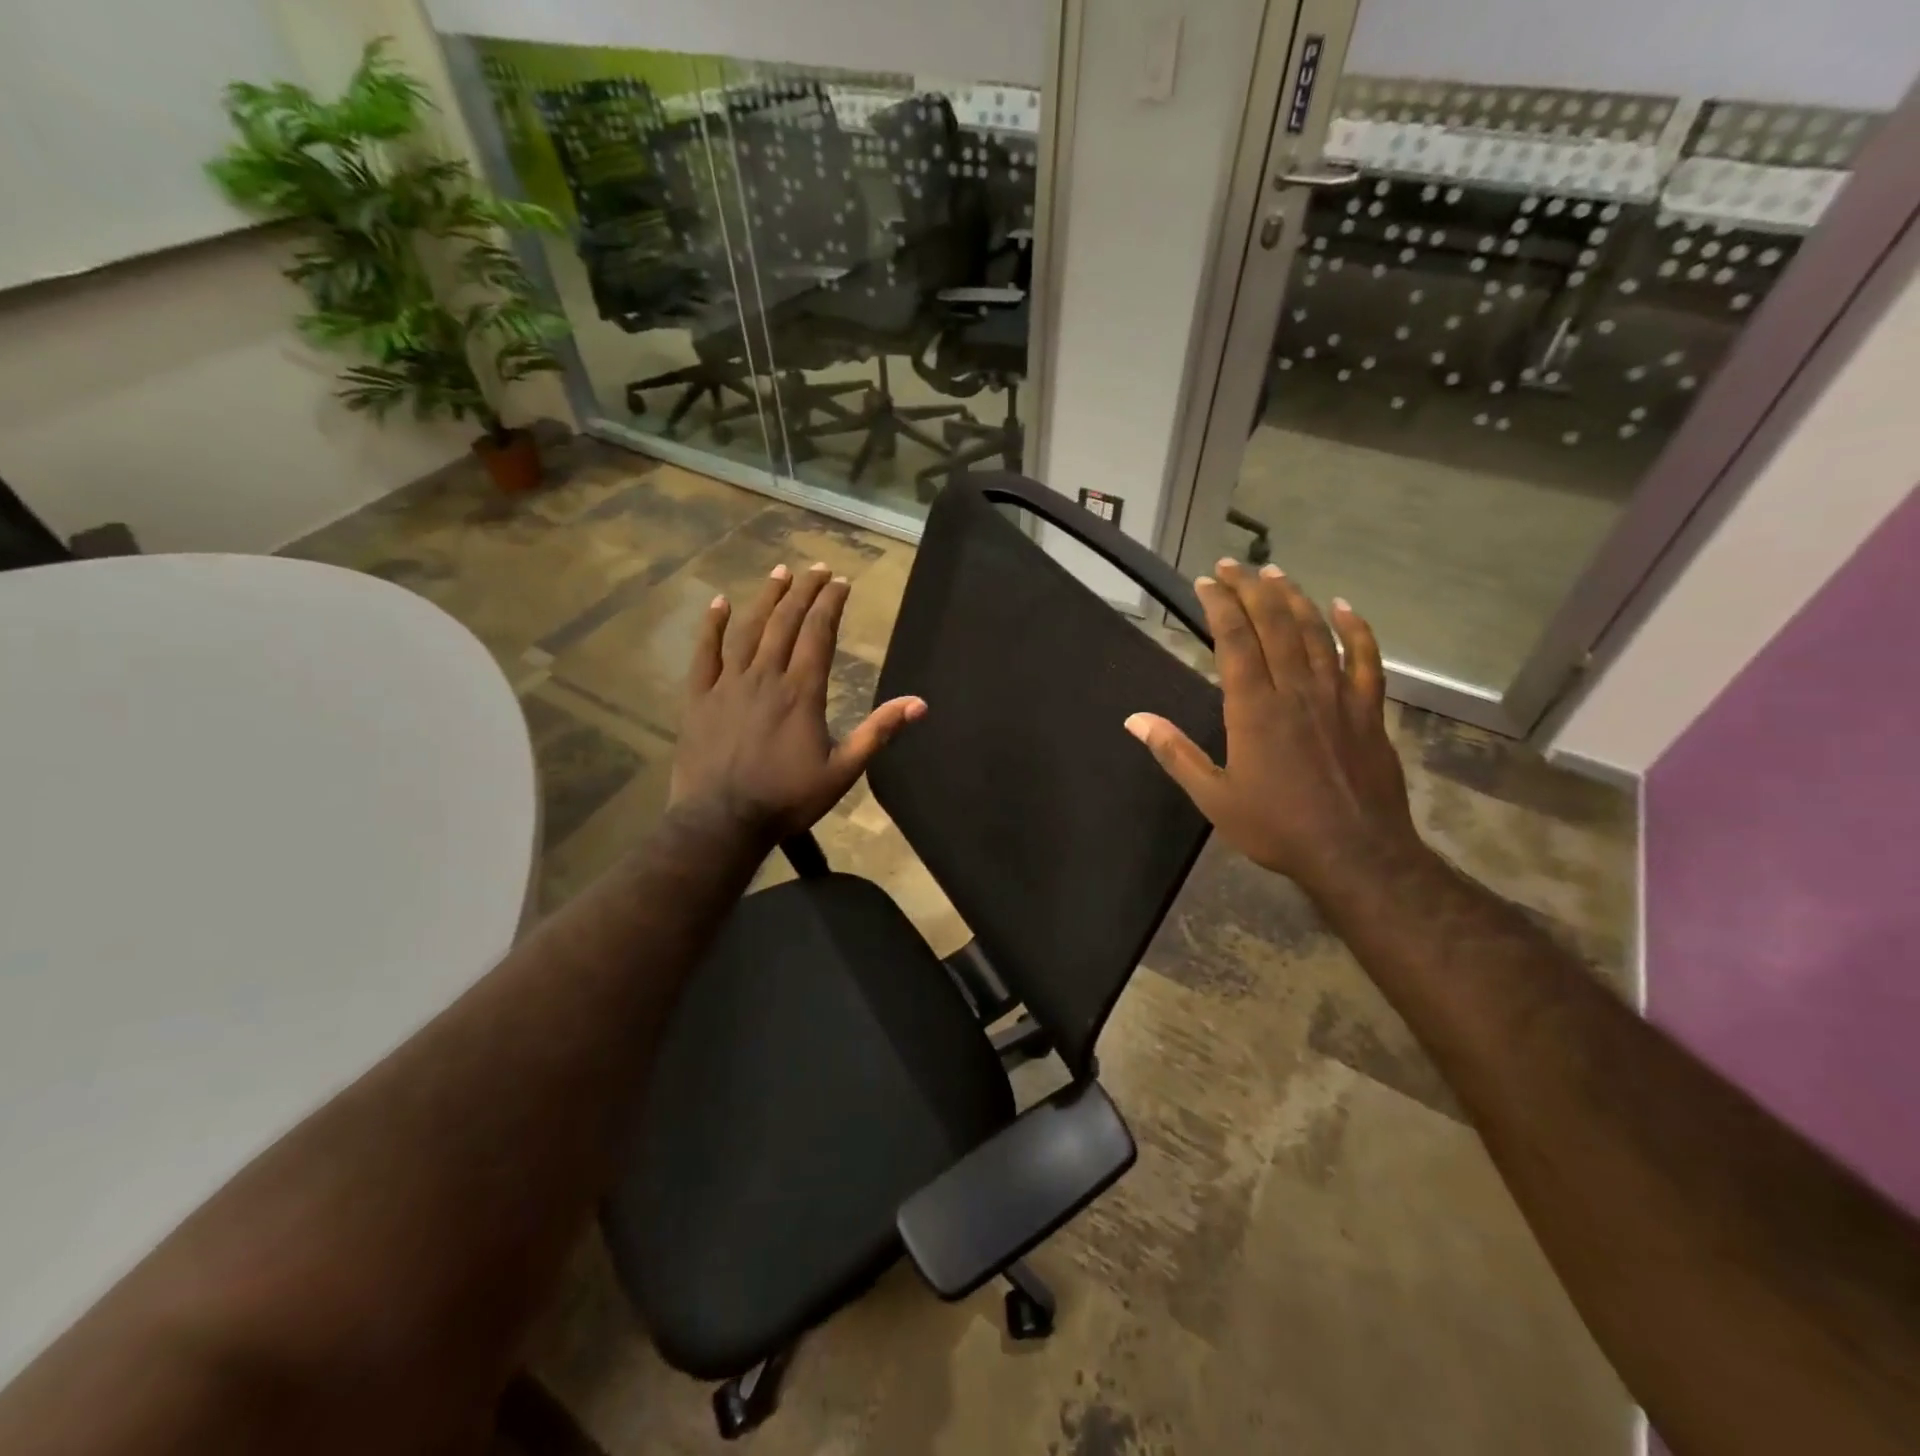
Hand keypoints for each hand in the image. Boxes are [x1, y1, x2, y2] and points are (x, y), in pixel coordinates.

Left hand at [669, 561, 925, 843]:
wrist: (722, 821)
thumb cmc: (787, 799)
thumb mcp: (843, 771)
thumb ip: (878, 732)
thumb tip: (919, 703)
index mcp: (801, 692)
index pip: (818, 634)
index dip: (831, 604)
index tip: (840, 582)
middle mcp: (765, 676)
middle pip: (786, 622)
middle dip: (804, 592)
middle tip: (816, 568)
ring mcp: (728, 684)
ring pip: (748, 630)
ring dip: (766, 598)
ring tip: (780, 573)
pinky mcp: (699, 698)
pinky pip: (704, 653)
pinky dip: (712, 626)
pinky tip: (719, 603)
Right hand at [1125, 560, 1422, 898]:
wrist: (1355, 853)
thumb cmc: (1277, 827)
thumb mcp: (1213, 797)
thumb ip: (1175, 752)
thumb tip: (1134, 719)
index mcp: (1254, 708)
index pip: (1234, 640)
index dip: (1220, 606)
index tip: (1205, 582)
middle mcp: (1296, 690)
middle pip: (1274, 624)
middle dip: (1251, 589)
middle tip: (1233, 566)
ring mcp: (1337, 697)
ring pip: (1316, 633)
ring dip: (1294, 598)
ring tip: (1274, 573)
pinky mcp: (1368, 711)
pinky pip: (1366, 659)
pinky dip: (1356, 629)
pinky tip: (1344, 607)